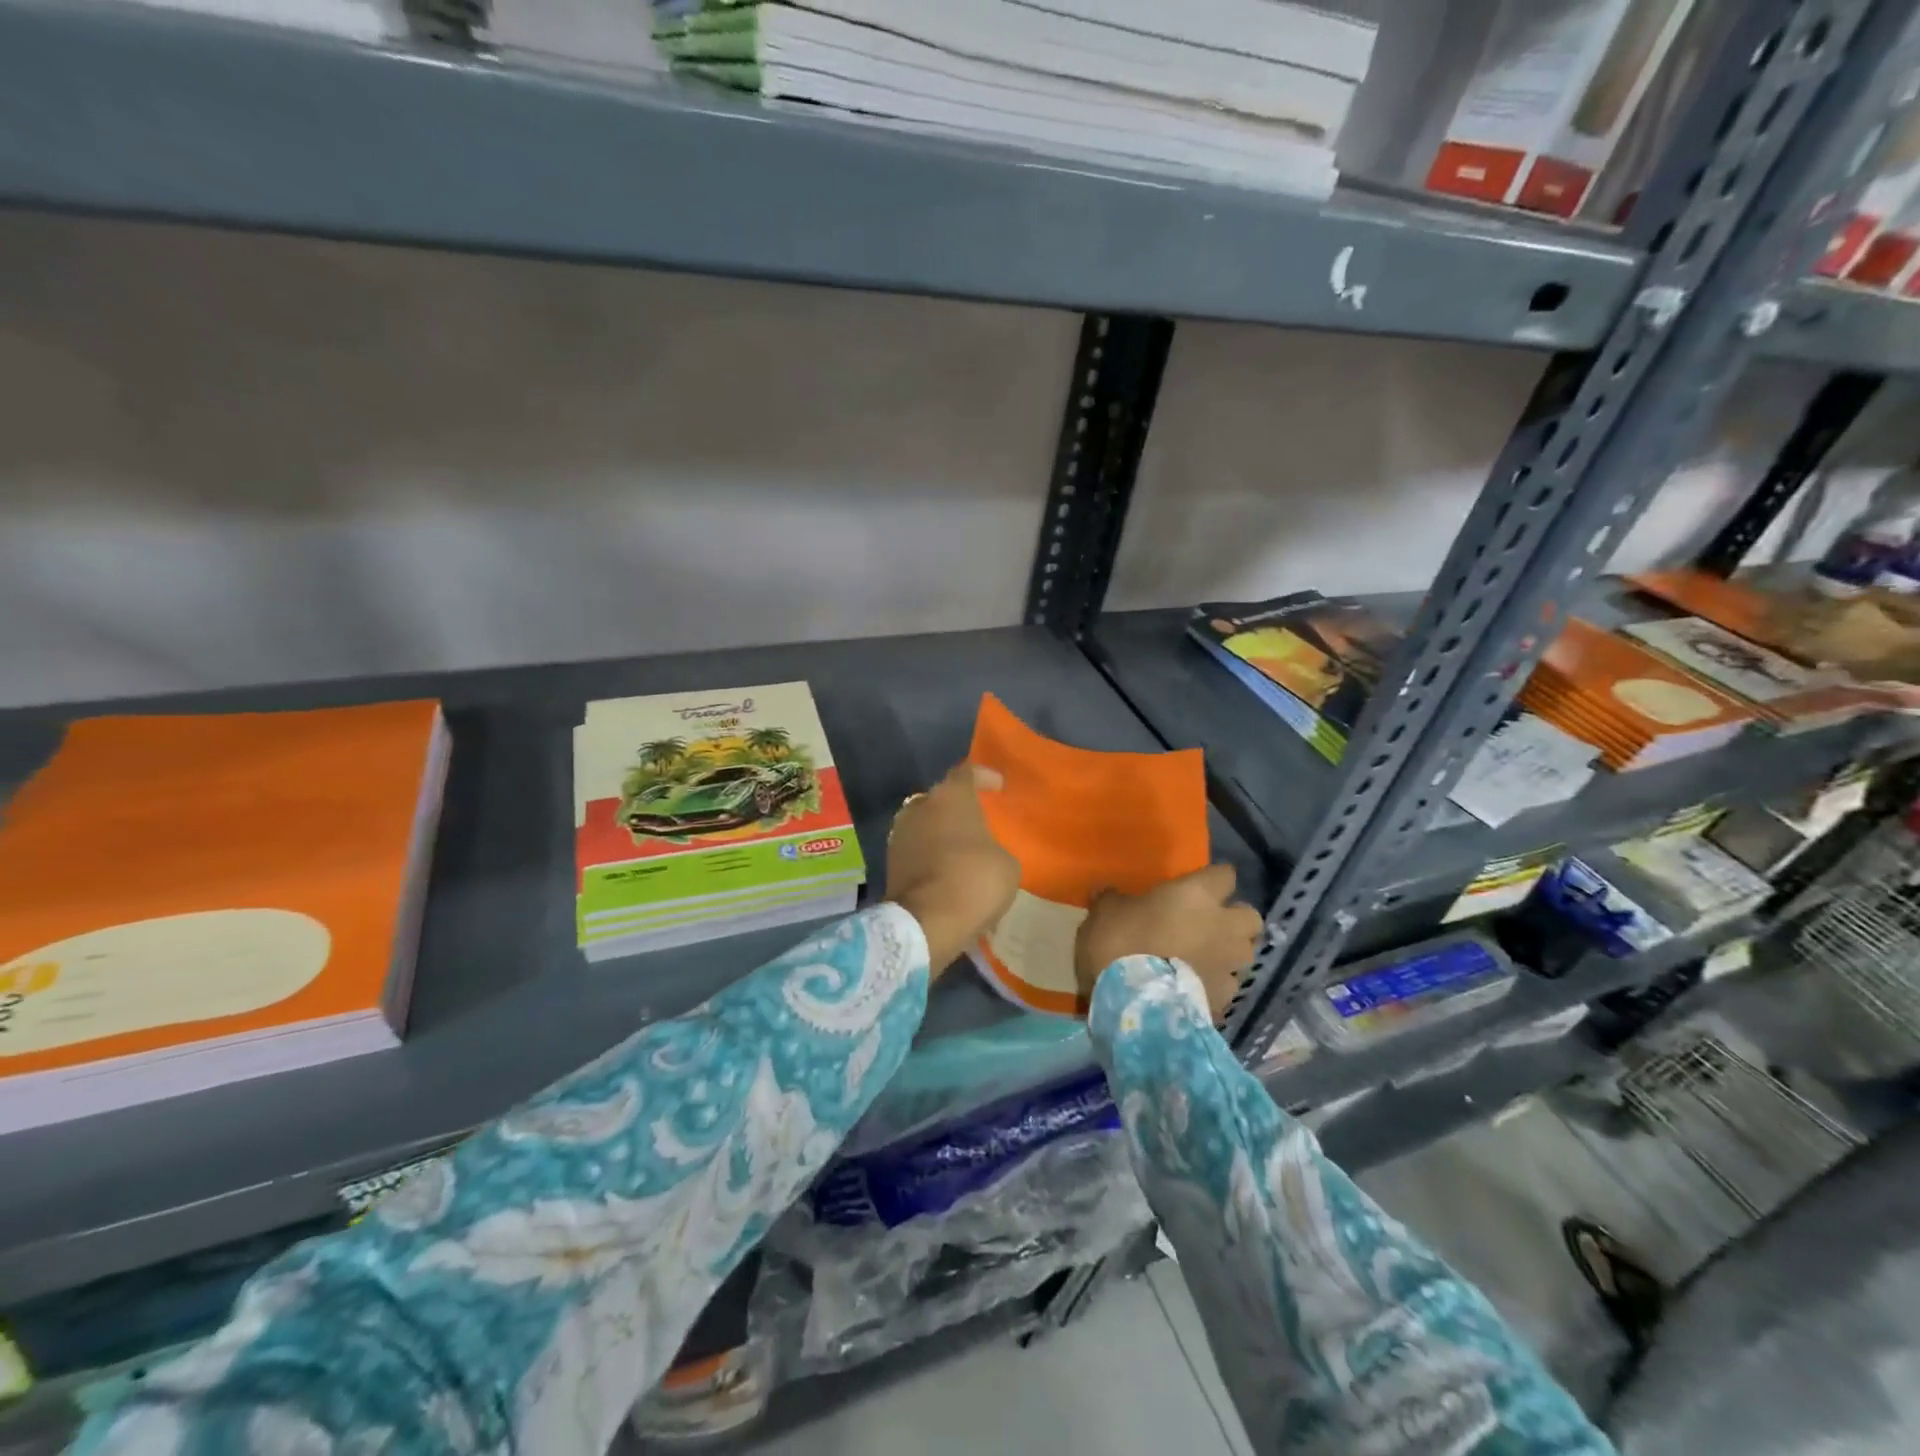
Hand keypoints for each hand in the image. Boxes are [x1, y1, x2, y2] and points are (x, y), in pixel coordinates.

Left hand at [884, 763, 1020, 974]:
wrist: (925, 923)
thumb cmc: (974, 882)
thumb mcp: (1007, 865)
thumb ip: (995, 848)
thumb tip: (984, 854)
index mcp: (951, 796)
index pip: (967, 772)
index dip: (984, 776)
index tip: (998, 786)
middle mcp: (920, 806)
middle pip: (942, 798)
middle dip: (960, 809)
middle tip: (979, 823)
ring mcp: (899, 834)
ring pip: (926, 825)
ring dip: (942, 834)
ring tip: (962, 851)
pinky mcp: (889, 862)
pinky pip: (916, 850)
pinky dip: (930, 856)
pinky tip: (947, 872)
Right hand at [1074, 864, 1263, 1021]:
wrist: (1133, 1003)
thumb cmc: (1121, 942)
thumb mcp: (1106, 911)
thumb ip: (1115, 900)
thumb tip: (1111, 895)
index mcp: (1198, 894)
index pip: (1225, 875)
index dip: (1214, 880)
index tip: (1199, 885)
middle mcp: (1224, 926)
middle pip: (1250, 917)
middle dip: (1235, 920)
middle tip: (1209, 925)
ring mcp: (1229, 966)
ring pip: (1245, 954)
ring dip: (1229, 954)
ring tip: (1205, 960)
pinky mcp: (1226, 1000)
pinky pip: (1228, 986)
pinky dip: (1215, 986)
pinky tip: (1195, 990)